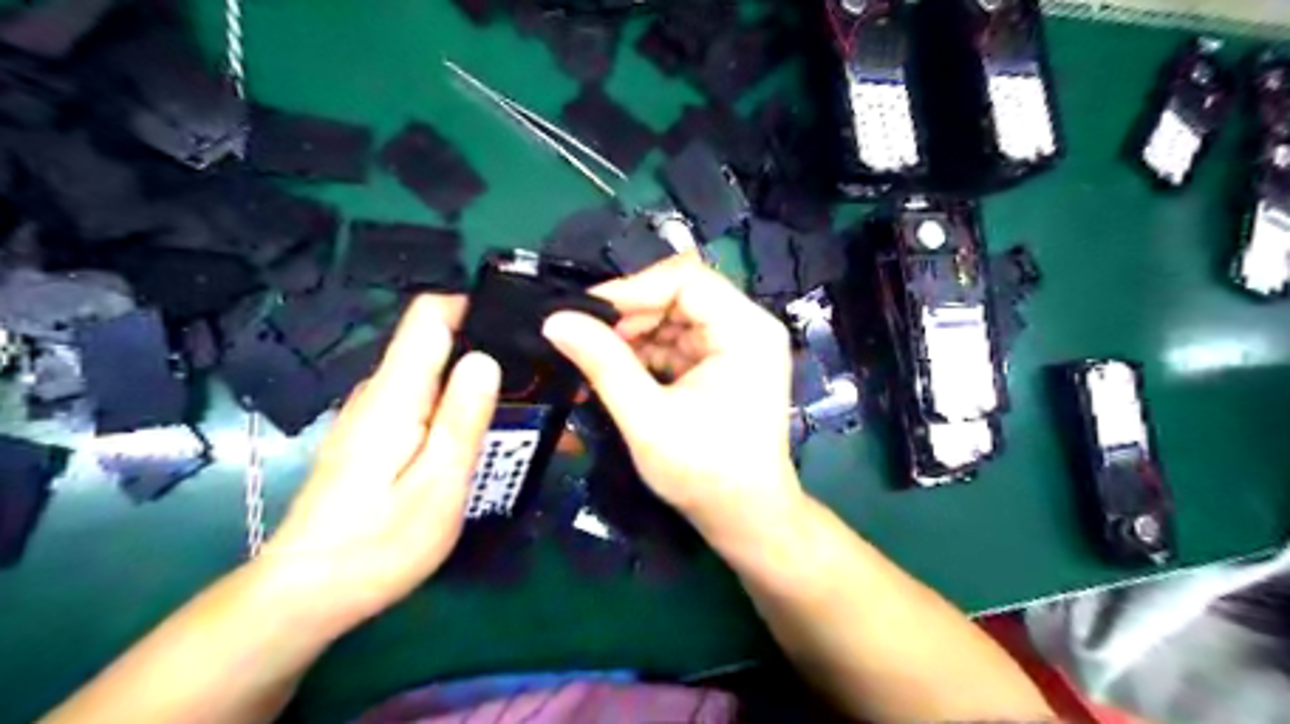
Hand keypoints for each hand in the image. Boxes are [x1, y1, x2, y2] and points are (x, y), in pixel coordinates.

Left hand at [257, 294, 501, 633]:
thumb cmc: (379, 544)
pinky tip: (486, 442)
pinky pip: (425, 405)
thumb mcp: (438, 484)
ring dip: (480, 388)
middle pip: (439, 345)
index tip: (521, 330)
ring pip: (436, 377)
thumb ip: (462, 418)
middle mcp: (381, 392)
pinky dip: (459, 411)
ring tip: (527, 417)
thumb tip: (484, 358)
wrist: (308, 594)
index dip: (474, 307)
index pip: (430, 315)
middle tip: (541, 387)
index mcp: (397, 393)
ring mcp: (375, 414)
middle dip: (491, 355)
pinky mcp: (376, 436)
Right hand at [543, 256, 802, 547]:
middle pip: (679, 295)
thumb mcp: (647, 418)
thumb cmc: (704, 472)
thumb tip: (555, 320)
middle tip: (584, 341)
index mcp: (745, 330)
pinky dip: (645, 354)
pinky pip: (676, 342)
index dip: (633, 289)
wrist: (744, 517)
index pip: (686, 279)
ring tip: (595, 361)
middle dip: (630, 317)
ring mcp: (735, 345)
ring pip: (673, 318)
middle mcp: (746, 326)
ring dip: (633, 337)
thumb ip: (603, 364)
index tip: (586, 312)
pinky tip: (617, 372)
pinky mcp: (721, 363)